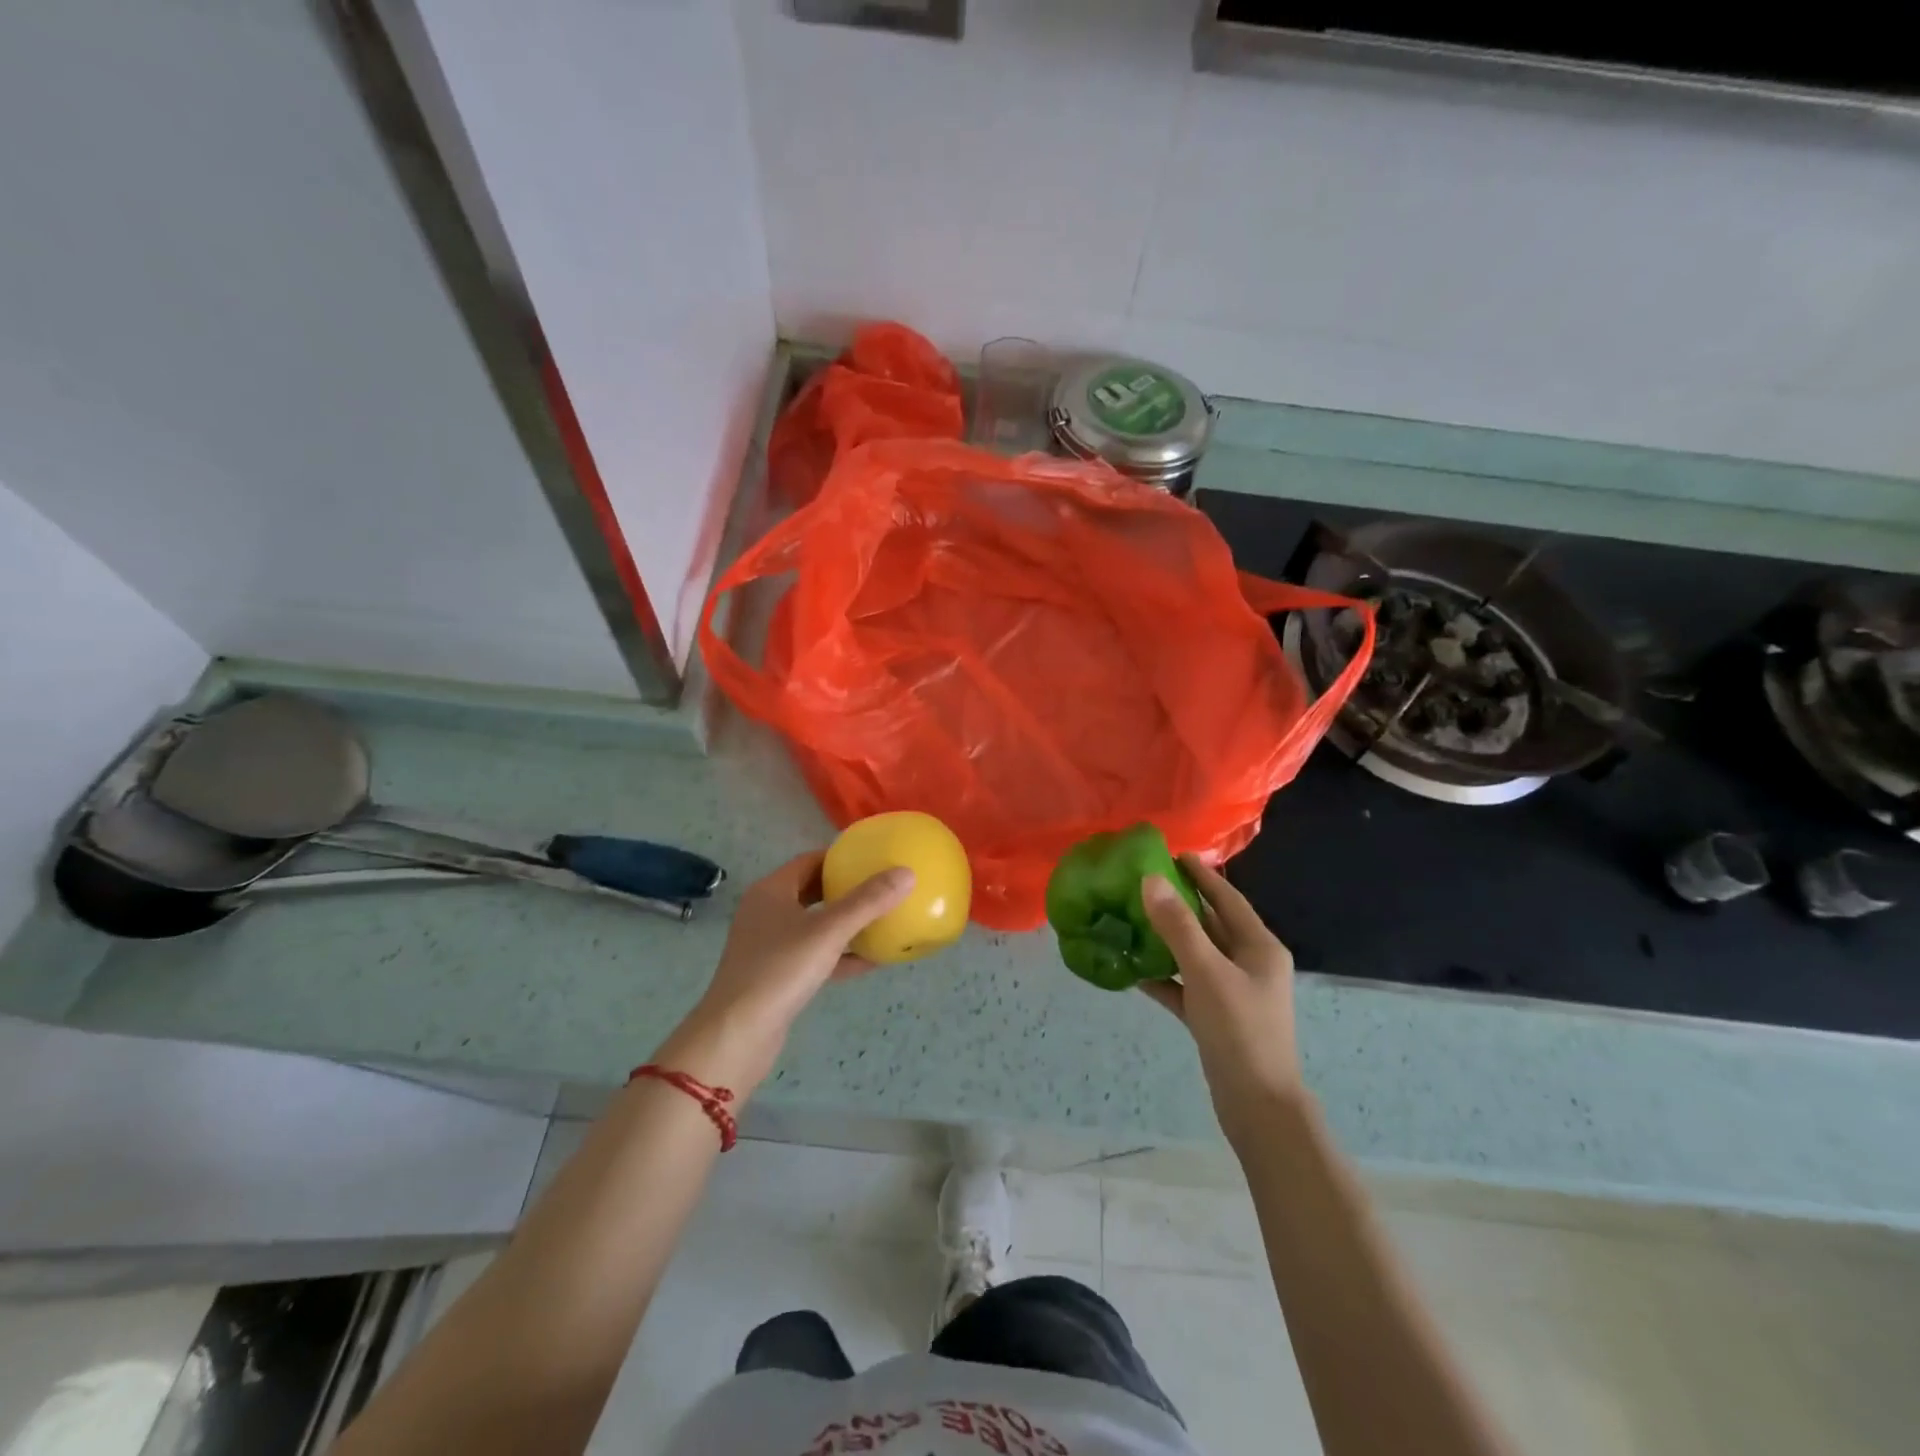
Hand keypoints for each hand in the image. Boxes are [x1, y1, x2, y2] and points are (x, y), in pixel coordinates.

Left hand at [656, 852, 913, 1093]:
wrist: (738, 1034)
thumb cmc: (780, 970)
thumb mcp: (829, 931)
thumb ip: (867, 902)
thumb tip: (907, 873)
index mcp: (771, 891)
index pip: (809, 861)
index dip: (840, 857)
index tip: (872, 858)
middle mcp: (767, 913)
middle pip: (812, 891)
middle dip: (845, 889)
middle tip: (880, 886)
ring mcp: (770, 946)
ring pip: (814, 925)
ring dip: (845, 923)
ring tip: (882, 919)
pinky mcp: (777, 976)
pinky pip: (815, 956)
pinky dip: (841, 955)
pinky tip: (872, 960)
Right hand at [1140, 855, 1305, 1147]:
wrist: (1257, 1106)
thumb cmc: (1240, 1031)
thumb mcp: (1206, 972)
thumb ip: (1178, 925)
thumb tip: (1151, 880)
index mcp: (1259, 947)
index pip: (1228, 899)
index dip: (1203, 875)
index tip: (1173, 854)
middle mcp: (1249, 965)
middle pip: (1211, 924)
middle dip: (1181, 903)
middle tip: (1143, 882)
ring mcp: (1233, 993)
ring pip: (1196, 955)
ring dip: (1168, 939)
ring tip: (1132, 918)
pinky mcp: (1216, 1018)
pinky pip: (1186, 986)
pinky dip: (1164, 977)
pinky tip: (1134, 970)